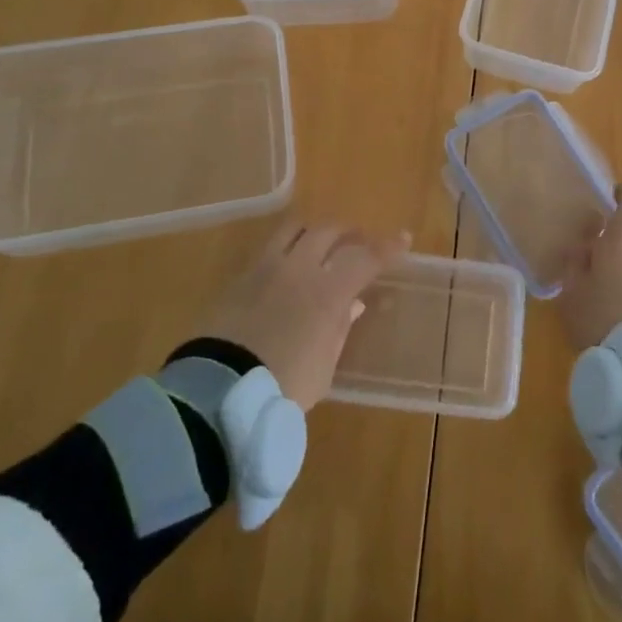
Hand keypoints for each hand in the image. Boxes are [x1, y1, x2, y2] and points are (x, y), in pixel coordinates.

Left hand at [199, 222, 410, 408]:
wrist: (217, 393)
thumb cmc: (281, 388)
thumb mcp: (323, 369)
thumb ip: (339, 330)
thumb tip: (352, 305)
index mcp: (327, 292)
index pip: (365, 257)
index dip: (387, 247)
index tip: (403, 239)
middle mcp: (299, 268)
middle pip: (328, 231)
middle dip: (349, 232)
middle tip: (359, 241)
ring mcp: (266, 268)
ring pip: (294, 228)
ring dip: (314, 231)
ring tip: (321, 242)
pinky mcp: (240, 278)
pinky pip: (269, 249)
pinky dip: (286, 249)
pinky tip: (288, 266)